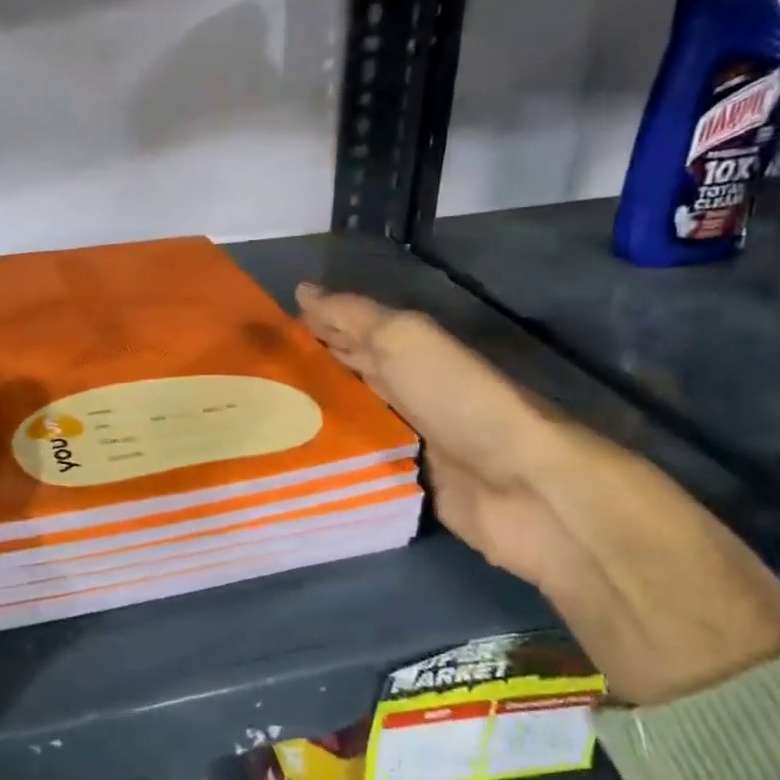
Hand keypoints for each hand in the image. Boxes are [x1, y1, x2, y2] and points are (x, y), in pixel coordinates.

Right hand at [296, 284, 779, 705]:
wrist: (524, 488)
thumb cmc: (461, 401)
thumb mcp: (405, 341)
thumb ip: (354, 317)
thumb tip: (301, 291)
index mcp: (410, 350)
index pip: (352, 331)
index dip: (314, 327)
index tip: (263, 332)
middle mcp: (409, 390)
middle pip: (352, 374)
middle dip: (310, 371)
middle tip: (254, 377)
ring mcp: (412, 439)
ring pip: (354, 418)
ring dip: (315, 416)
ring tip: (264, 419)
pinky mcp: (412, 484)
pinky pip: (363, 463)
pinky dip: (333, 458)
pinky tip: (295, 462)